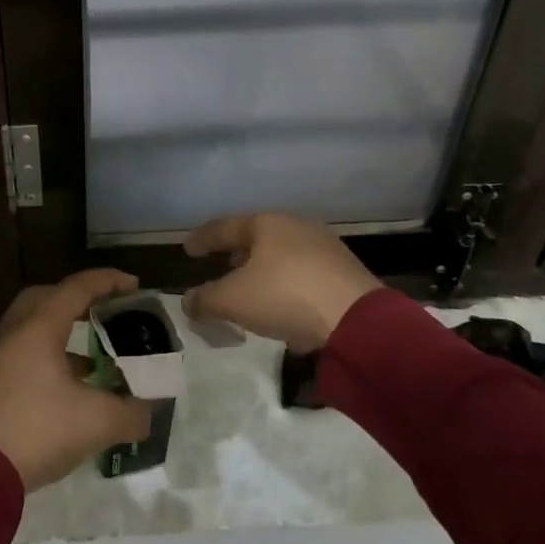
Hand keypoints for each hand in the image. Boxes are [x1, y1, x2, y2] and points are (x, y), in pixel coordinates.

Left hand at [0, 270, 154, 490]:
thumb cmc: (40, 430)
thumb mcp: (98, 422)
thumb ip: (132, 413)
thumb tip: (148, 413)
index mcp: (39, 327)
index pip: (77, 288)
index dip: (108, 281)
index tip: (135, 285)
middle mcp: (15, 332)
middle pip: (47, 297)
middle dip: (79, 297)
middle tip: (105, 309)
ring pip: (33, 325)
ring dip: (63, 328)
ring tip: (93, 352)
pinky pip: (25, 351)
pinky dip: (50, 354)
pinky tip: (71, 384)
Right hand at [182, 213, 381, 354]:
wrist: (357, 319)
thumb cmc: (284, 296)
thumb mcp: (232, 300)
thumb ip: (205, 299)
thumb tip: (188, 301)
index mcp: (265, 224)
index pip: (224, 227)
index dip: (202, 238)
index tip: (188, 248)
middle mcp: (295, 226)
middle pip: (257, 235)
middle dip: (237, 251)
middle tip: (222, 264)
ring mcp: (324, 246)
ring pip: (283, 253)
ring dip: (263, 268)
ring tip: (252, 287)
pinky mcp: (345, 270)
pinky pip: (304, 272)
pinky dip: (287, 282)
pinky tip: (284, 303)